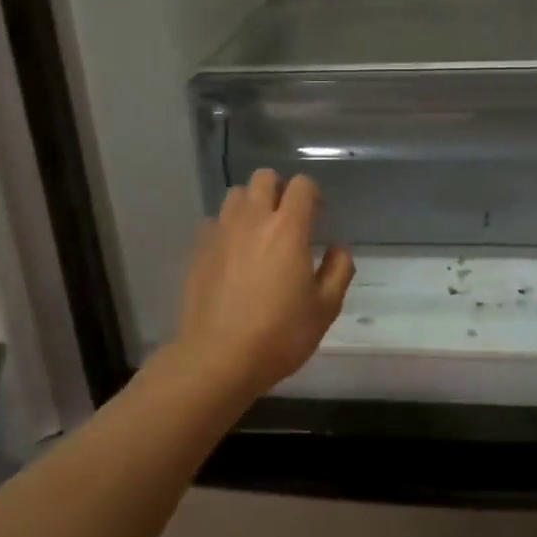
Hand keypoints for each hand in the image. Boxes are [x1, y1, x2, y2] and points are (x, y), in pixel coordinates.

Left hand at [174, 169, 354, 398]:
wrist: (218, 359)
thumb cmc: (279, 335)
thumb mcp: (325, 309)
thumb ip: (338, 271)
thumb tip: (338, 248)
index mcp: (288, 228)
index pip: (302, 185)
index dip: (313, 194)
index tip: (318, 216)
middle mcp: (253, 220)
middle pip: (264, 178)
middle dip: (279, 189)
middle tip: (287, 218)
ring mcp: (221, 232)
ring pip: (235, 195)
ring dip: (251, 204)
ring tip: (258, 232)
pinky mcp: (198, 250)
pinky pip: (214, 223)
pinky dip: (226, 229)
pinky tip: (232, 254)